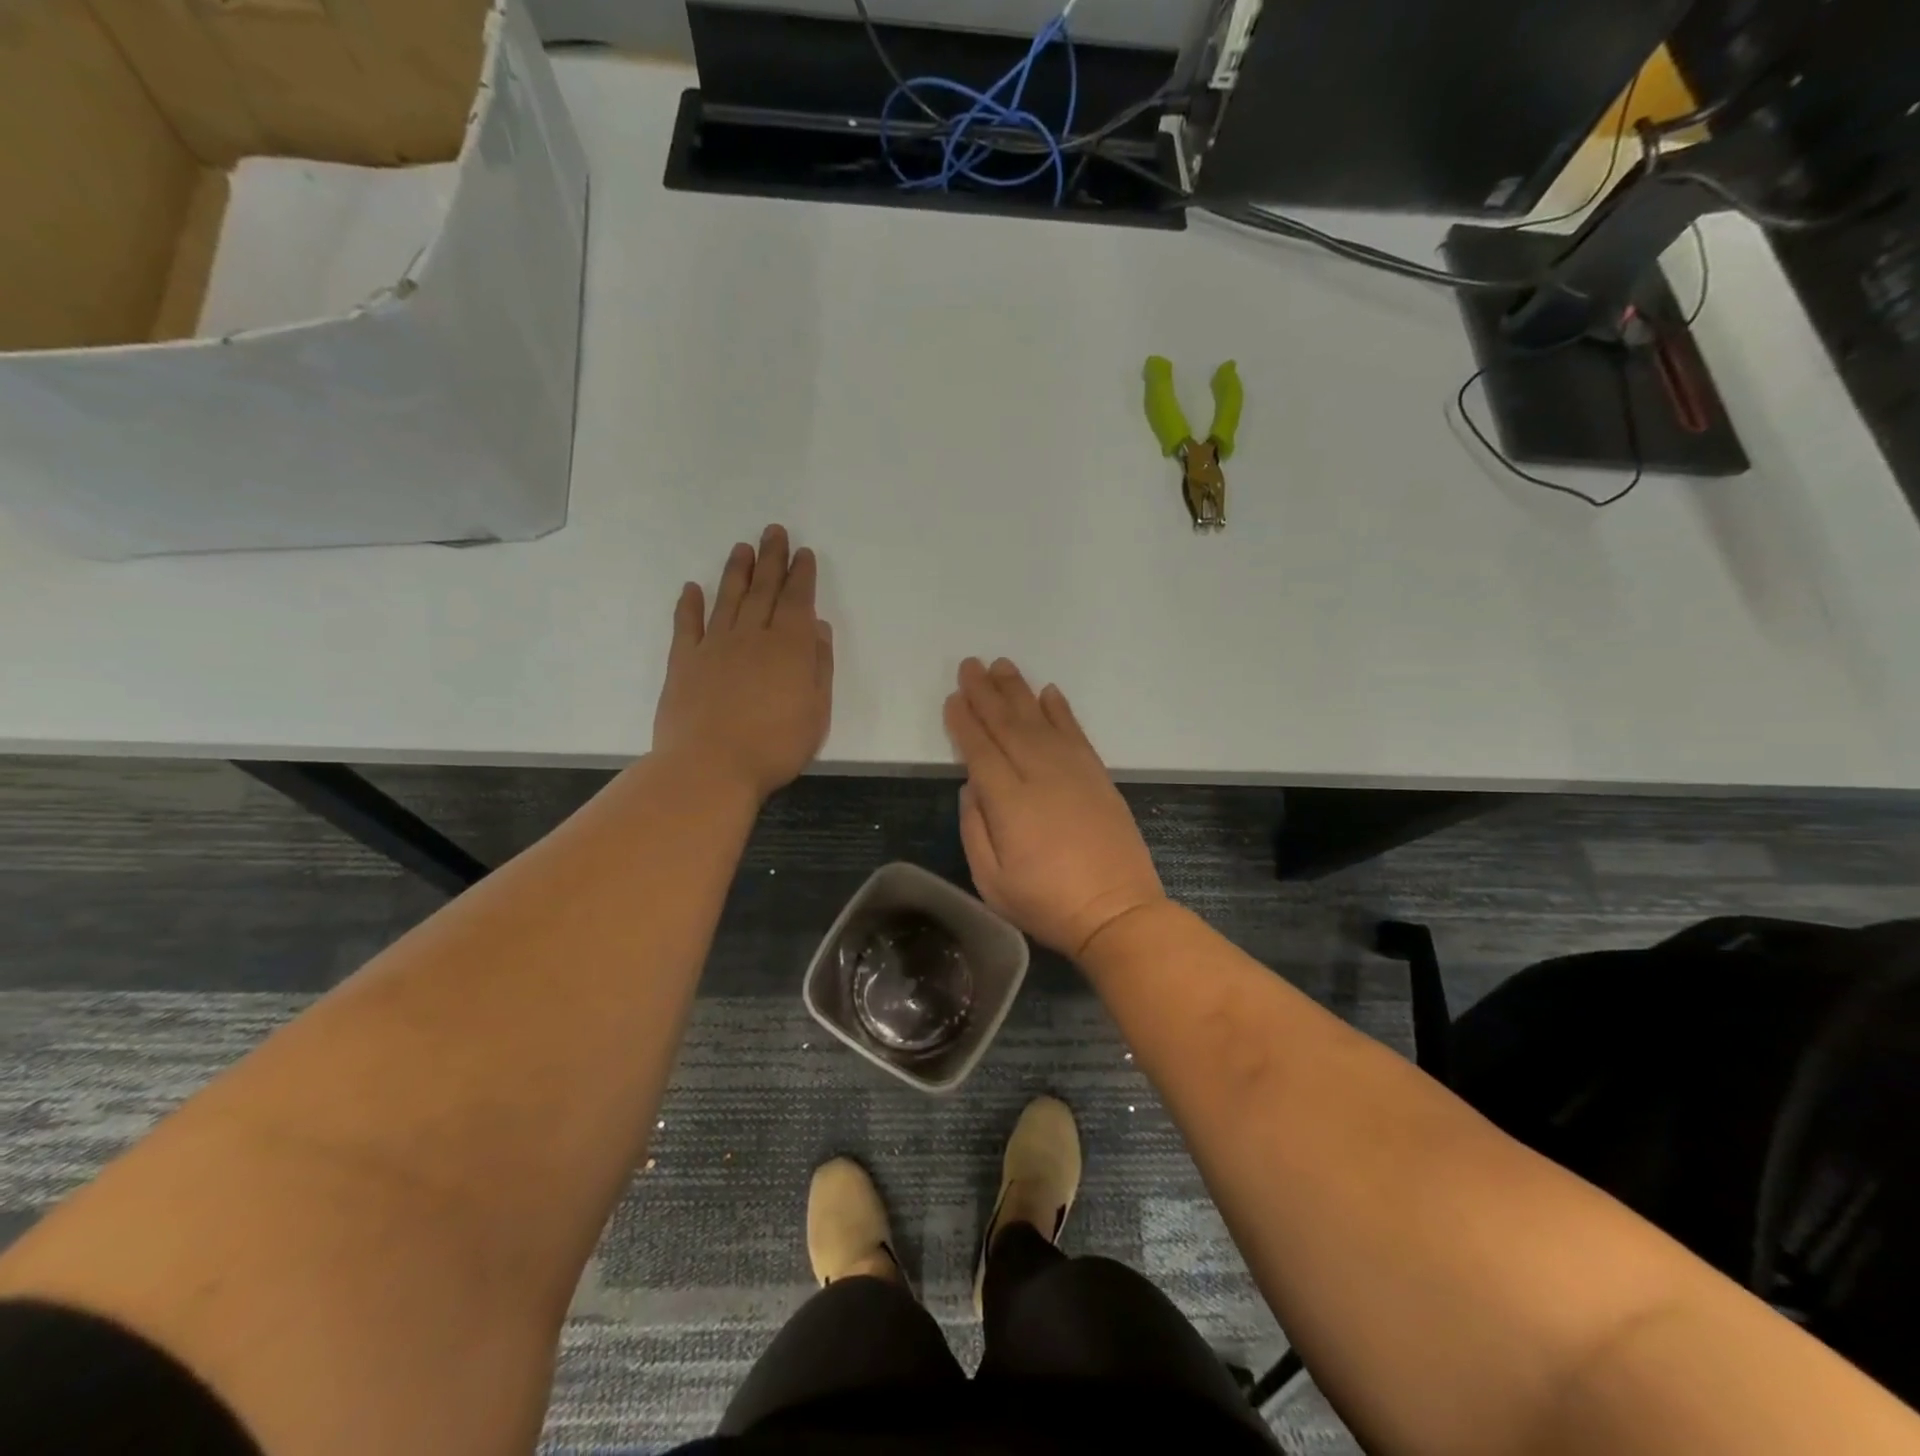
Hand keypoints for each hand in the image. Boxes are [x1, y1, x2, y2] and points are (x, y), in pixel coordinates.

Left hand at [652, 525, 833, 800]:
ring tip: (742, 549)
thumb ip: (818, 667)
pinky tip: (692, 589)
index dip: (801, 575)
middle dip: (772, 559)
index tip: (803, 553)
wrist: (710, 766)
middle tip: (774, 532)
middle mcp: (751, 637)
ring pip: (728, 599)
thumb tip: (816, 628)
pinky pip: (687, 625)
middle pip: (763, 590)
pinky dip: (690, 605)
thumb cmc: (774, 746)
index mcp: (788, 648)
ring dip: (737, 572)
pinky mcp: (684, 662)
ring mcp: (714, 647)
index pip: (797, 601)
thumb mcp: (816, 712)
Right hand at [944, 658, 1165, 958]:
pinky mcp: (1098, 776)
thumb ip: (975, 828)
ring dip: (1019, 691)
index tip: (954, 698)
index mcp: (1009, 802)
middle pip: (1007, 725)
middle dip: (986, 693)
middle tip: (971, 665)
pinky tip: (1048, 692)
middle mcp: (1040, 775)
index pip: (980, 750)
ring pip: (1040, 720)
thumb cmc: (1047, 903)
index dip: (965, 722)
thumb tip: (971, 786)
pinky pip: (1075, 733)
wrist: (1117, 912)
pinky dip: (1061, 710)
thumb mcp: (991, 881)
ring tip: (1002, 666)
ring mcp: (1074, 772)